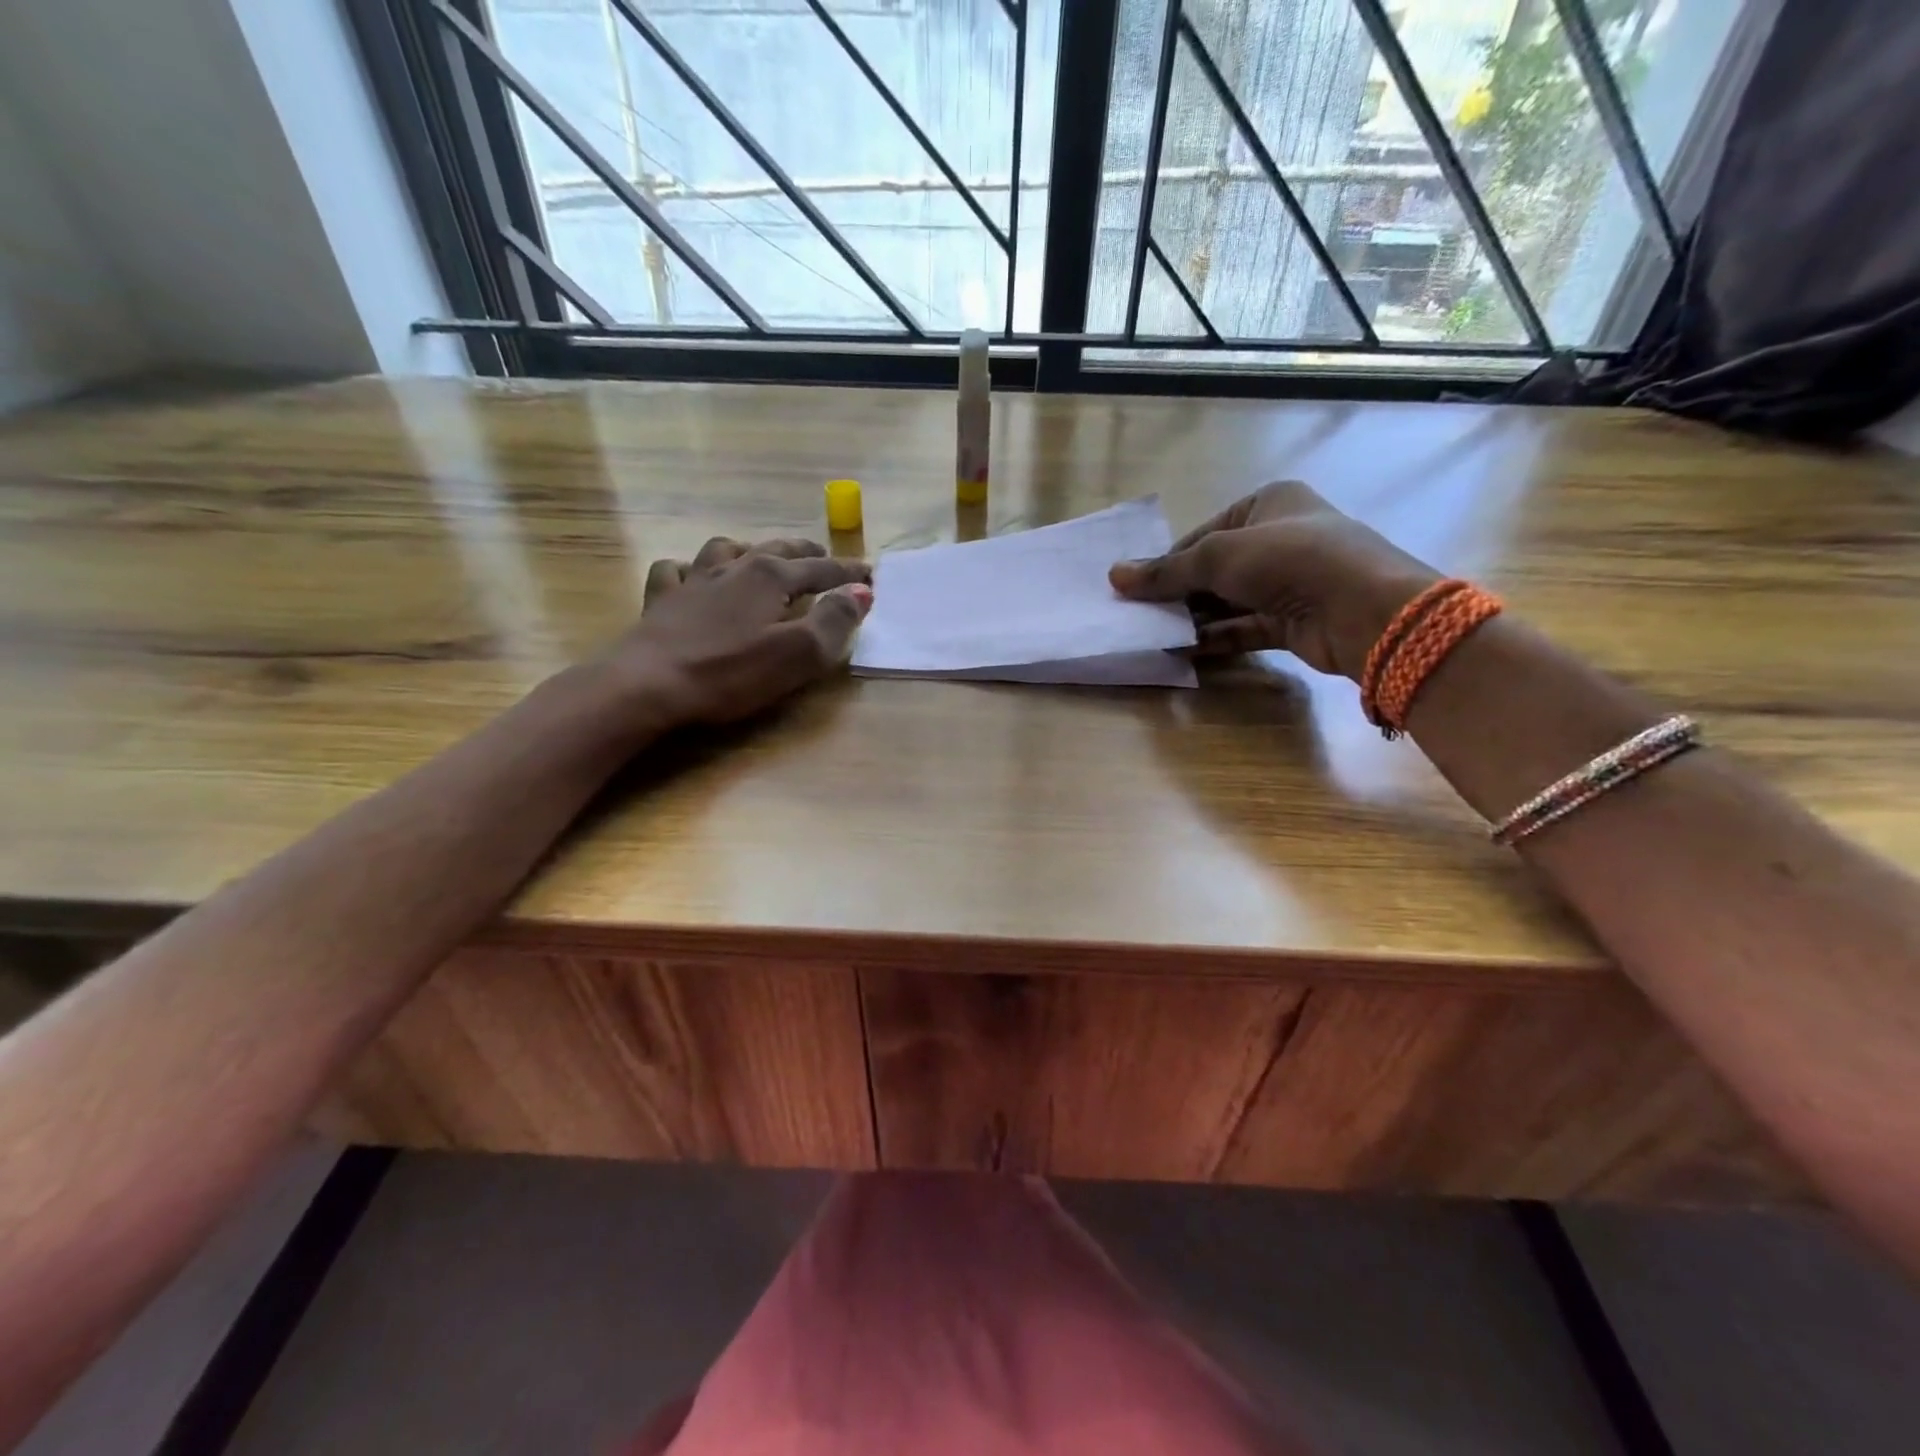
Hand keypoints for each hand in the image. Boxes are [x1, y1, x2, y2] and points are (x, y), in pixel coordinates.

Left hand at [604, 536, 871, 729]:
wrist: (648, 684)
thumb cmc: (731, 672)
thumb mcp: (798, 653)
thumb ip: (834, 621)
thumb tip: (861, 592)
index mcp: (770, 577)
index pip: (821, 569)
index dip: (847, 573)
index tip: (870, 574)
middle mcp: (734, 568)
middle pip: (776, 550)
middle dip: (805, 552)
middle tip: (823, 556)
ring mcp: (693, 580)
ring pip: (726, 549)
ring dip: (750, 550)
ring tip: (759, 556)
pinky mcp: (661, 600)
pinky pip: (675, 570)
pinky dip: (690, 569)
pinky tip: (692, 576)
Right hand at [1108, 481, 1438, 680]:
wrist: (1363, 609)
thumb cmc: (1289, 559)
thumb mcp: (1218, 556)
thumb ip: (1167, 571)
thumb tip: (1114, 575)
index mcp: (1268, 504)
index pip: (1204, 534)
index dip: (1169, 562)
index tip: (1135, 589)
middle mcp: (1280, 538)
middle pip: (1214, 569)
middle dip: (1178, 594)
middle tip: (1139, 616)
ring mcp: (1289, 582)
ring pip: (1228, 601)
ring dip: (1193, 618)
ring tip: (1153, 634)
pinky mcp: (1293, 621)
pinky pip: (1244, 628)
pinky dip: (1215, 638)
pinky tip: (1182, 650)